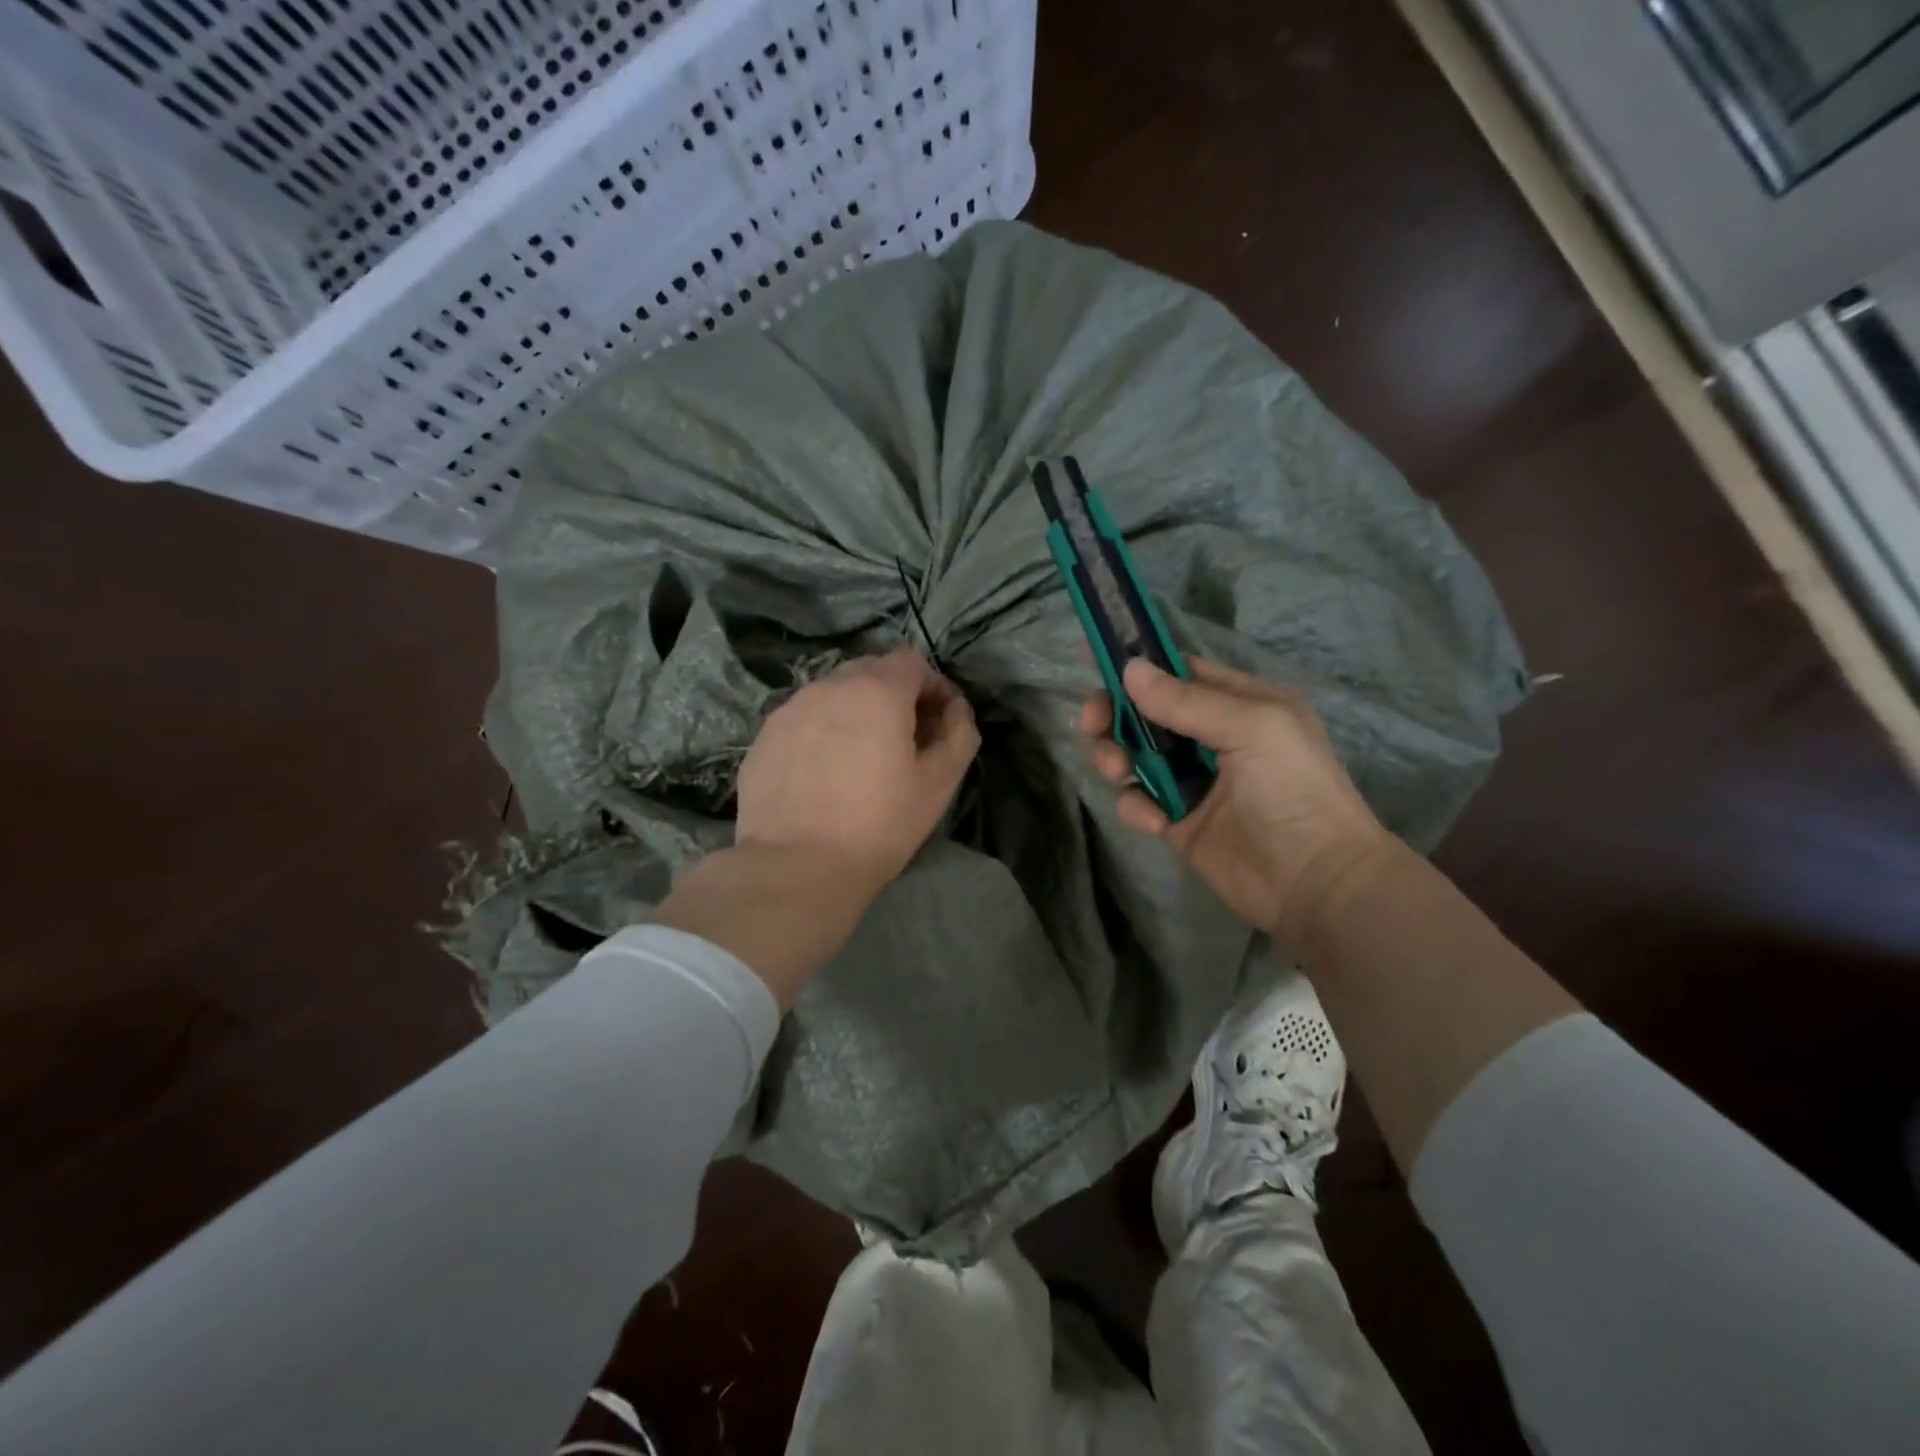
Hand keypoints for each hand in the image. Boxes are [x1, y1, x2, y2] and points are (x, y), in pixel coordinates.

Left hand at [736, 647, 980, 893]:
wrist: (794, 867)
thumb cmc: (877, 825)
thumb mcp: (938, 785)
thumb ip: (958, 735)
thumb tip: (955, 710)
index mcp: (876, 690)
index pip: (911, 661)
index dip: (931, 687)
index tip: (936, 723)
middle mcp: (829, 686)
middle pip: (870, 671)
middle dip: (892, 696)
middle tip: (901, 742)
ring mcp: (790, 709)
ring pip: (833, 695)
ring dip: (854, 714)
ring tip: (858, 760)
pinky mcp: (763, 736)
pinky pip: (804, 720)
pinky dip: (821, 734)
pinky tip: (822, 776)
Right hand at [1081, 657, 1391, 942]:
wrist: (1315, 883)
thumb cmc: (1294, 791)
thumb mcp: (1251, 729)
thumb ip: (1187, 701)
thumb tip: (1129, 669)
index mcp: (1241, 704)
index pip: (1179, 673)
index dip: (1139, 669)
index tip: (1097, 668)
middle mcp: (1214, 736)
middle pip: (1146, 713)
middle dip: (1115, 716)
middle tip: (1093, 728)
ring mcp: (1194, 780)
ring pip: (1135, 755)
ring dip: (1117, 759)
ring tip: (1119, 773)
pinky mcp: (1178, 820)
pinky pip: (1140, 800)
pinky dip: (1137, 806)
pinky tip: (1155, 822)